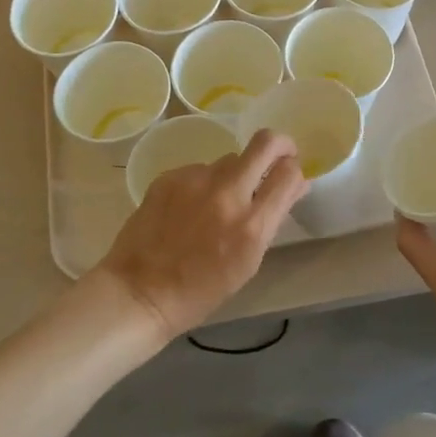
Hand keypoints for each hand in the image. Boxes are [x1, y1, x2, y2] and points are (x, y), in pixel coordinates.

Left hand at [95, 129, 307, 341]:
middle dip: (279, 144)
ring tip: (217, 203)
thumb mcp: (248, 262)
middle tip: (278, 155)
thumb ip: (272, 219)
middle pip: (265, 143)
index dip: (295, 170)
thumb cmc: (200, 290)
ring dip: (234, 174)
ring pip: (229, 159)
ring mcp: (195, 181)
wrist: (140, 292)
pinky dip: (202, 184)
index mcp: (251, 225)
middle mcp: (227, 194)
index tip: (290, 174)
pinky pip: (199, 170)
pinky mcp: (170, 176)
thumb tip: (296, 185)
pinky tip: (188, 209)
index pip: (288, 174)